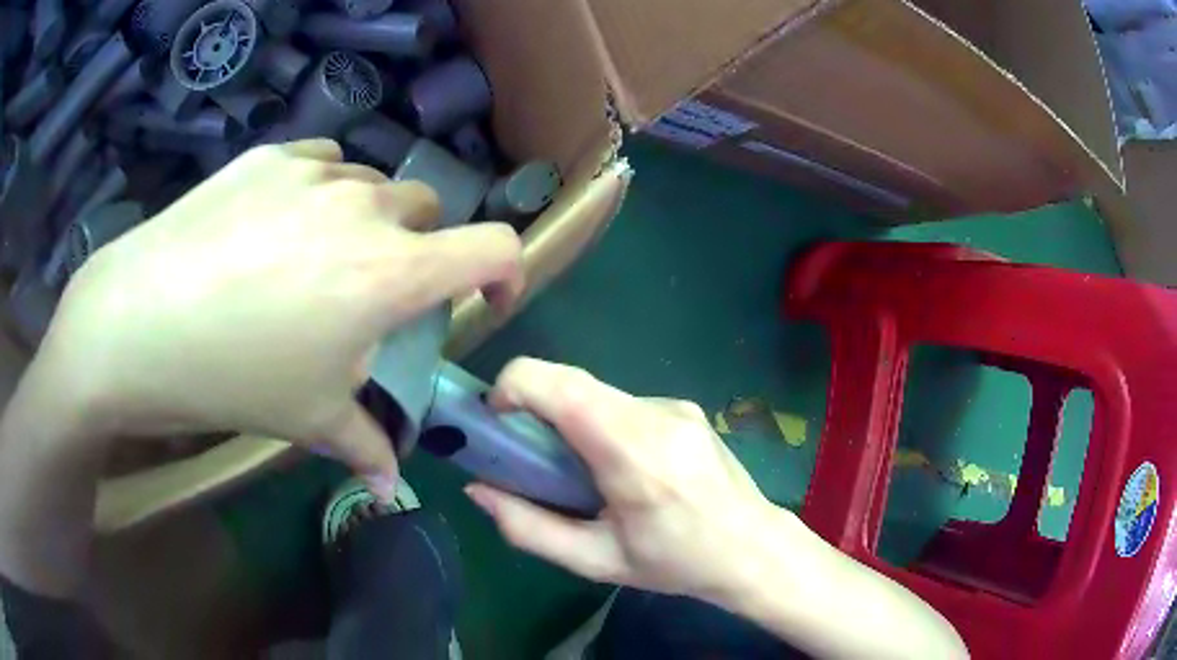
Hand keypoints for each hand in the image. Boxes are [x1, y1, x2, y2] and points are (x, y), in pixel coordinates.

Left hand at [36, 139, 523, 494]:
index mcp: (389, 273)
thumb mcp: (307, 420)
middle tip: (374, 290)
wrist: (137, 319)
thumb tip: (389, 486)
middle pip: (427, 211)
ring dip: (366, 220)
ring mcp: (314, 171)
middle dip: (420, 248)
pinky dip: (322, 189)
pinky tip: (279, 223)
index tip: (485, 299)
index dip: (506, 272)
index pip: (492, 248)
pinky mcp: (270, 155)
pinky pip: (322, 162)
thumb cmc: (232, 375)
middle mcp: (364, 207)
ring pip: (371, 185)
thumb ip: (365, 446)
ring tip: (315, 259)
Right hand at [465, 357, 781, 600]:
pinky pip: (624, 405)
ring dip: (570, 418)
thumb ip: (529, 528)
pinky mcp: (686, 407)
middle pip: (574, 383)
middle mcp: (656, 417)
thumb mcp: (596, 561)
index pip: (564, 389)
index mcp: (634, 457)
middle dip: (533, 402)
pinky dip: (602, 424)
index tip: (495, 415)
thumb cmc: (675, 563)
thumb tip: (477, 491)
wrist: (753, 549)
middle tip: (524, 448)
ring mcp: (676, 407)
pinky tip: (621, 467)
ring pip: (597, 394)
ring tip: (578, 470)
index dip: (516, 385)